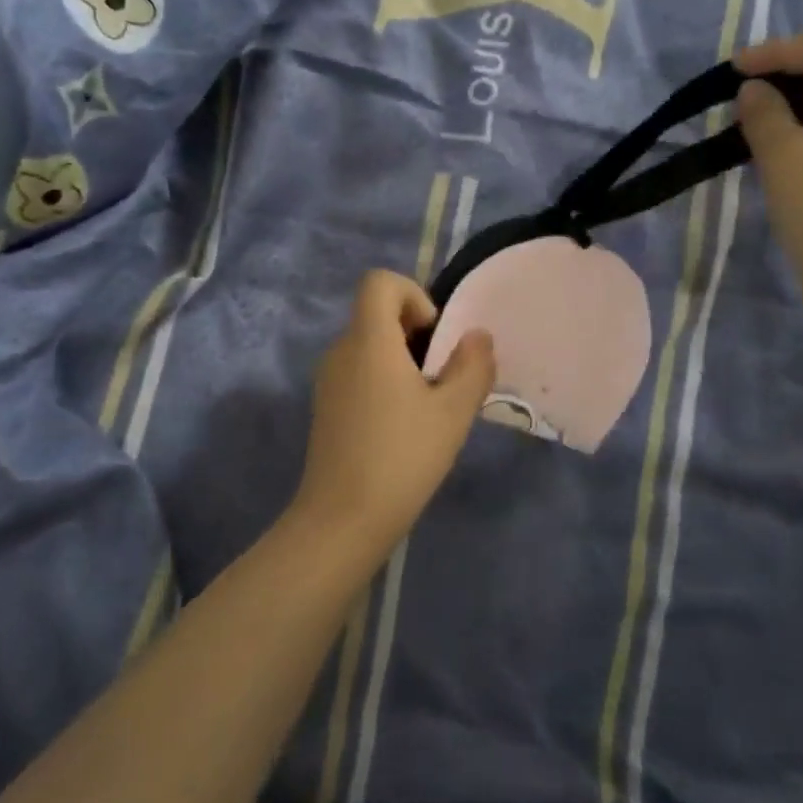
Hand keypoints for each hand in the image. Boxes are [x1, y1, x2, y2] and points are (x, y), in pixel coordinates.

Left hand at [291, 271, 495, 559]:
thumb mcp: (452, 412)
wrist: (342, 520)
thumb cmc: (402, 457)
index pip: (379, 282)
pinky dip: (383, 381)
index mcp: (369, 340)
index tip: (434, 335)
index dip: (412, 294)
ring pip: (369, 346)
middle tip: (441, 376)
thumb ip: (472, 366)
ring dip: (402, 360)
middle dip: (415, 332)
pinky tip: (402, 426)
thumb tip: (477, 336)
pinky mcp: (325, 407)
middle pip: (376, 314)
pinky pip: (358, 372)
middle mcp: (341, 350)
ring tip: (427, 405)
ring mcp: (328, 380)